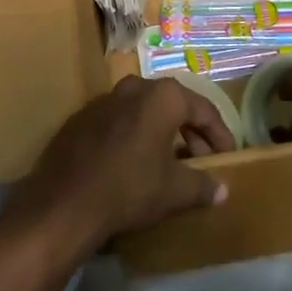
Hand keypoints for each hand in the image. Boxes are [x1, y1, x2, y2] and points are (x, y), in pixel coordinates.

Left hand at [3, 76, 235, 253]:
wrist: (64, 203)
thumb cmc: (130, 188)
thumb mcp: (173, 191)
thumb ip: (202, 185)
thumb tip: (223, 190)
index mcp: (163, 96)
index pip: (203, 109)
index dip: (220, 134)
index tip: (227, 156)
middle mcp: (135, 87)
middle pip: (173, 106)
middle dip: (190, 133)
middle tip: (200, 161)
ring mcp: (104, 100)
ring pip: (143, 112)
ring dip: (160, 133)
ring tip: (168, 163)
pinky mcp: (80, 118)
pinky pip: (117, 122)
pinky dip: (132, 137)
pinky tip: (132, 164)